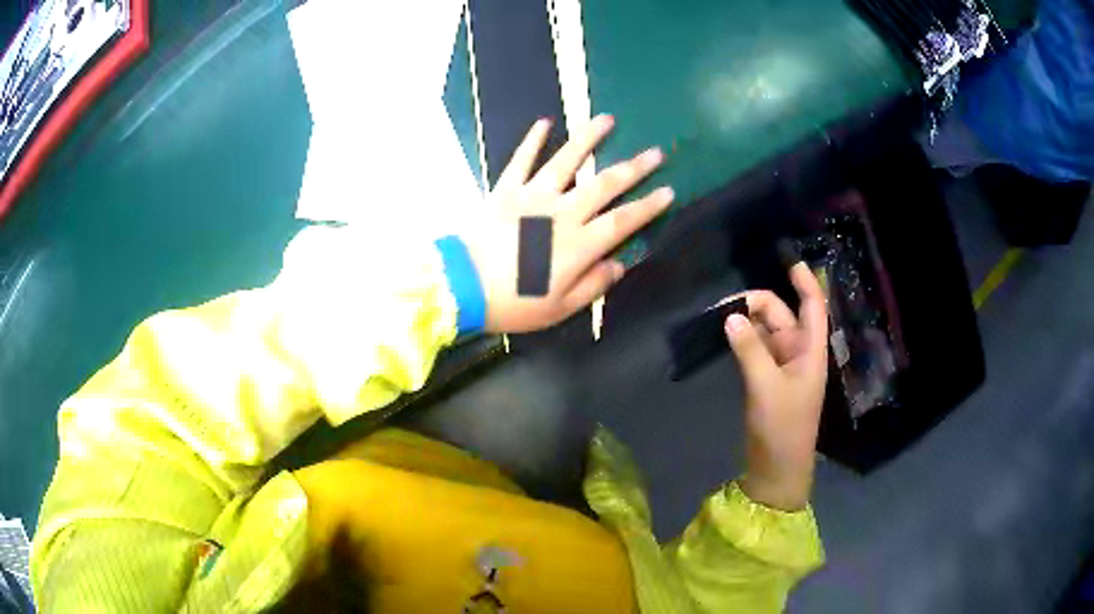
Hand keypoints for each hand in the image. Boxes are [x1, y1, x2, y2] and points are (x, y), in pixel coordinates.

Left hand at [463, 115, 673, 332]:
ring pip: (567, 161)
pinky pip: (522, 160)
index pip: (623, 220)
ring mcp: (533, 197)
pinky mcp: (506, 190)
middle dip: (634, 168)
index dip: (648, 206)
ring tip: (607, 119)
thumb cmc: (513, 303)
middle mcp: (562, 213)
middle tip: (656, 152)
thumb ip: (592, 285)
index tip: (668, 191)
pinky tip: (544, 122)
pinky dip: (532, 140)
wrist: (462, 286)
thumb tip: (618, 265)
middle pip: (605, 184)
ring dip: (589, 138)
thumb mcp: (559, 308)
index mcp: (578, 244)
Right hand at [724, 262, 828, 510]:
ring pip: (768, 333)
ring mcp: (783, 369)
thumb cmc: (781, 428)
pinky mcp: (768, 382)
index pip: (813, 308)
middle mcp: (799, 355)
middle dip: (760, 304)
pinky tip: (728, 335)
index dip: (805, 283)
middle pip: (784, 317)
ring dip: (749, 322)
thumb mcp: (766, 387)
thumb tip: (731, 316)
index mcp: (811, 352)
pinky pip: (758, 351)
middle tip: (726, 304)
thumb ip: (750, 350)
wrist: (776, 469)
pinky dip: (745, 340)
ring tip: (721, 316)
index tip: (789, 260)